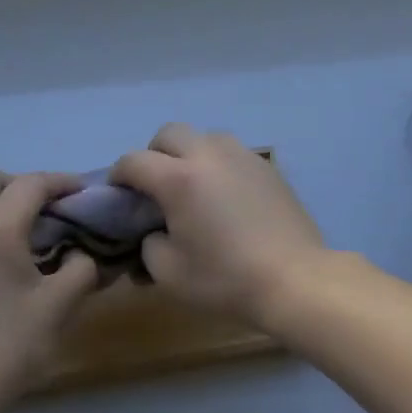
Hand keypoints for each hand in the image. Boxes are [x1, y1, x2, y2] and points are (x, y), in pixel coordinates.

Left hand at [0, 170, 99, 412]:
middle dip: (22, 184)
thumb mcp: (59, 307)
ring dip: (0, 206)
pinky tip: (1, 266)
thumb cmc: (5, 348)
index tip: (83, 194)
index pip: (31, 184)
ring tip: (28, 238)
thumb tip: (85, 254)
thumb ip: (81, 269)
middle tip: (48, 210)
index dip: (61, 182)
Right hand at [110, 125, 325, 328]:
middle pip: (169, 133)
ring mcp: (241, 155)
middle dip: (154, 154)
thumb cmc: (225, 278)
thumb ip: (149, 245)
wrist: (293, 277)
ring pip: (204, 137)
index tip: (118, 194)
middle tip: (155, 186)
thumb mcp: (169, 274)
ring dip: (189, 154)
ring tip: (193, 187)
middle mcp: (208, 155)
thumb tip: (153, 231)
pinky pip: (231, 152)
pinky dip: (217, 164)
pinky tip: (225, 196)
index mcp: (178, 178)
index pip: (134, 161)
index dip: (119, 175)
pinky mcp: (264, 165)